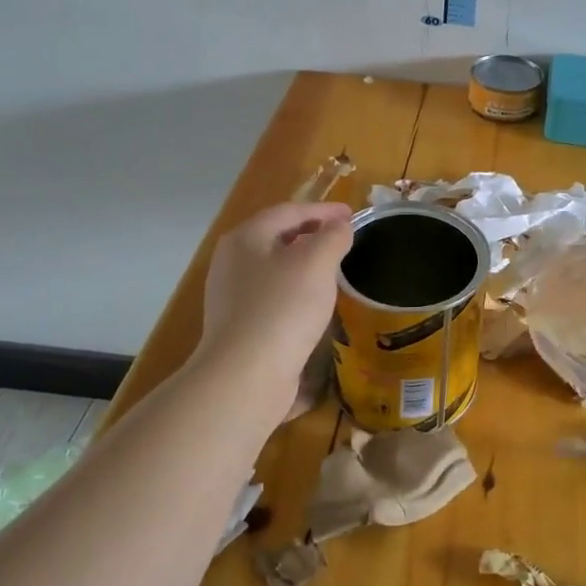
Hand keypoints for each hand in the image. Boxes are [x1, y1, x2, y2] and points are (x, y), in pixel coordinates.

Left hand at [195, 202, 351, 413]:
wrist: (246, 375)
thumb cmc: (283, 309)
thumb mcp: (317, 263)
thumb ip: (333, 237)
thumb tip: (340, 227)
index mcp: (247, 237)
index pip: (289, 211)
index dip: (324, 210)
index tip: (353, 214)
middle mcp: (232, 261)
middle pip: (277, 236)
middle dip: (311, 233)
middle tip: (343, 238)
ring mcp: (232, 295)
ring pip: (274, 267)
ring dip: (304, 263)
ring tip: (333, 269)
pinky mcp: (239, 325)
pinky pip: (272, 296)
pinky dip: (296, 290)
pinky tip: (314, 304)